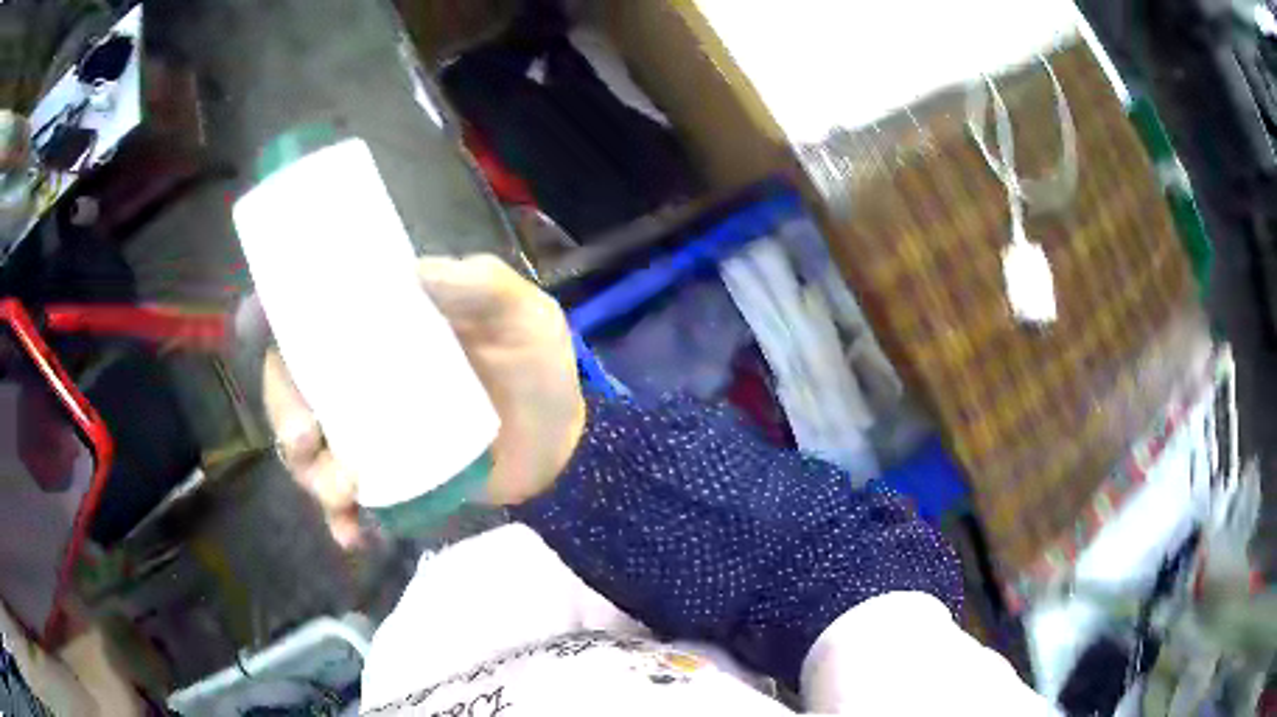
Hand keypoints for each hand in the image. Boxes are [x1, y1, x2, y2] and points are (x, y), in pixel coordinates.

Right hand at [263, 255, 585, 547]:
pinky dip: (342, 517)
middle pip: (298, 387)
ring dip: (311, 473)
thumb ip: (482, 286)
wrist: (561, 445)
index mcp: (387, 326)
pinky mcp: (388, 477)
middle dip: (286, 413)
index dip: (278, 314)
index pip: (318, 314)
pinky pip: (348, 498)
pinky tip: (353, 533)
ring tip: (342, 492)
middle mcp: (365, 376)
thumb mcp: (521, 315)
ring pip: (313, 448)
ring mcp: (372, 431)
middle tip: (306, 438)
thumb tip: (415, 271)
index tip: (254, 322)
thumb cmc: (537, 368)